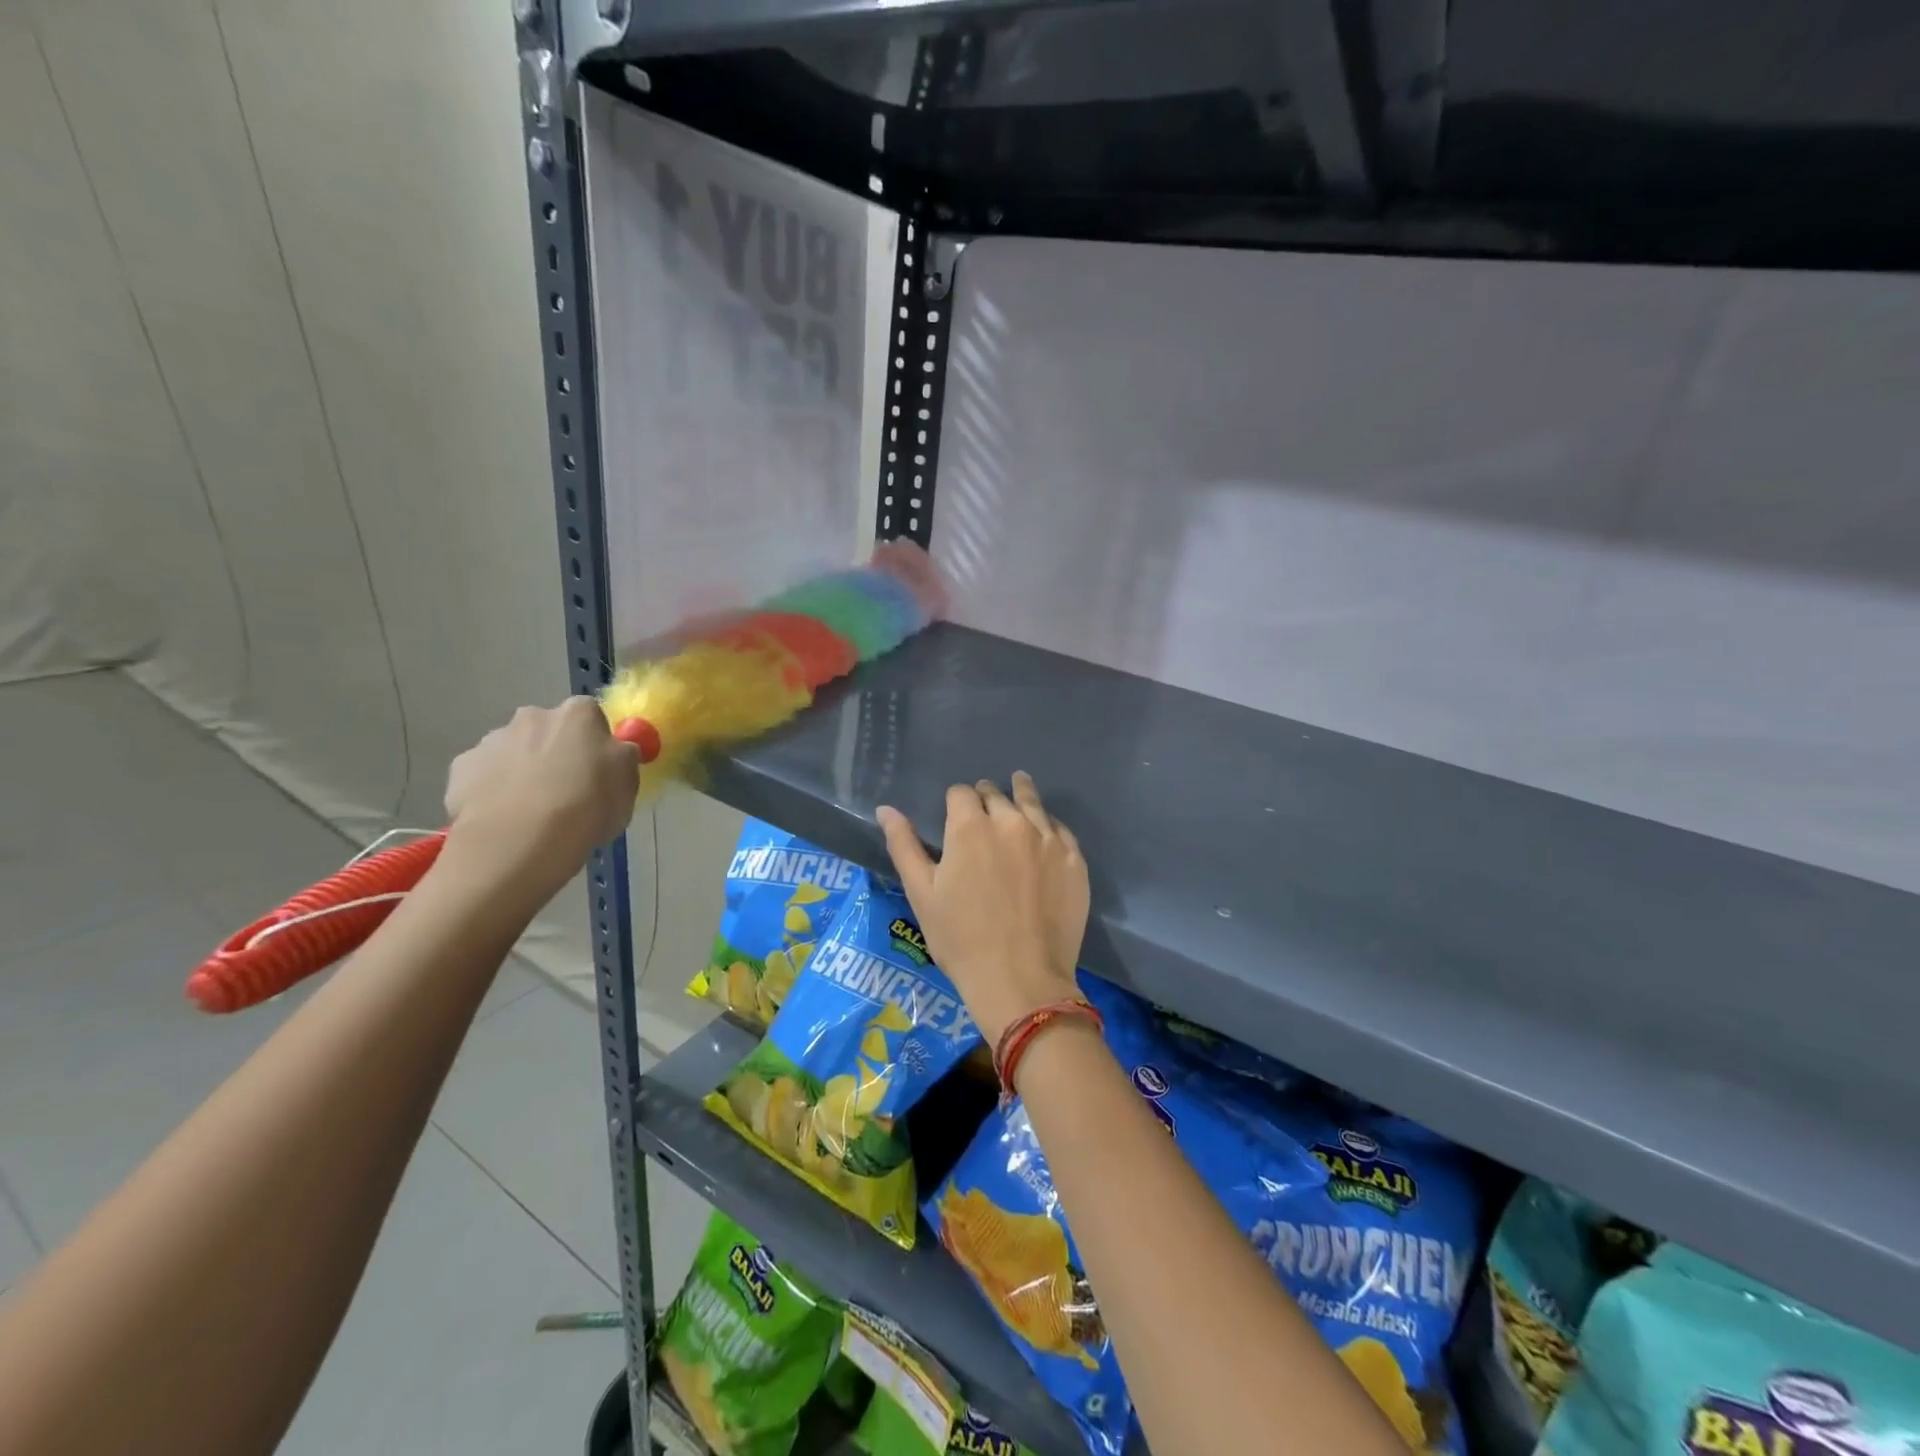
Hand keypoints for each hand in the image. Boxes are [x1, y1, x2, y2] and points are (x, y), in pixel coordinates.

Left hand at [443, 698, 639, 888]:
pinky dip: (492, 791)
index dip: (595, 744)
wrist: (519, 841)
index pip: (591, 717)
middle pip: (547, 731)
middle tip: (564, 792)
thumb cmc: (587, 806)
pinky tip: (503, 819)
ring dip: (522, 771)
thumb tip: (615, 752)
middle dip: (554, 753)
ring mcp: (491, 740)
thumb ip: (621, 759)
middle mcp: (532, 716)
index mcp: (578, 714)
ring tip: (530, 813)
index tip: (598, 771)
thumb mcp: (627, 783)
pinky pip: (483, 776)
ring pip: (513, 752)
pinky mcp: (460, 769)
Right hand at [878, 773, 1089, 1045]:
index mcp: (970, 826)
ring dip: (1021, 796)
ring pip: (1032, 803)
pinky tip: (1045, 833)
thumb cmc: (961, 939)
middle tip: (984, 813)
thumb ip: (904, 845)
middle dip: (986, 799)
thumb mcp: (922, 894)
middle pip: (996, 794)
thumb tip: (886, 809)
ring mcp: (1048, 839)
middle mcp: (1011, 821)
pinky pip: (1060, 829)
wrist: (1021, 980)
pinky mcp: (1074, 859)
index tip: (956, 815)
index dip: (955, 802)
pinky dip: (1048, 826)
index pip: (960, 793)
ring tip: (1019, 787)